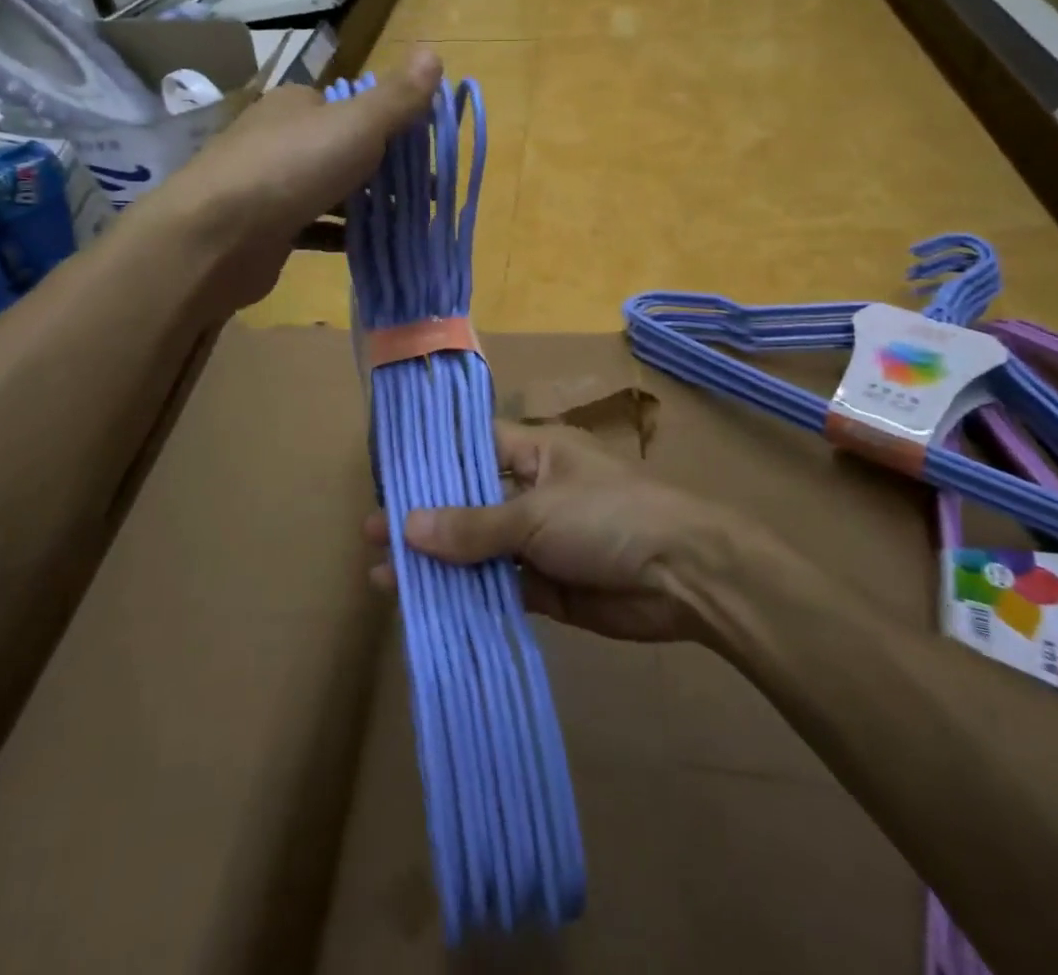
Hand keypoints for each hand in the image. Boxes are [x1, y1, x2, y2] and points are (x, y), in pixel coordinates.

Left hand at [165, 48, 441, 312]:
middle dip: (384, 170)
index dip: (391, 125)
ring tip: (409, 223)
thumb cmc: (292, 168)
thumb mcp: (356, 125)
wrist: (216, 236)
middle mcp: (279, 138)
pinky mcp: (264, 230)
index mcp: (297, 104)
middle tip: (426, 194)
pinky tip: (370, 247)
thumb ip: (397, 97)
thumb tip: (434, 52)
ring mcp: (269, 185)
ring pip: (329, 191)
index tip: (427, 152)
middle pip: (343, 150)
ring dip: (367, 205)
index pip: (351, 106)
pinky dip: (341, 236)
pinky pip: (314, 228)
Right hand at [364, 421, 737, 643]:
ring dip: (441, 565)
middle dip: (425, 521)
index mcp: (536, 454)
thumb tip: (407, 527)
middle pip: (470, 504)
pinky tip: (430, 609)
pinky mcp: (552, 587)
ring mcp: (542, 541)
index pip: (473, 448)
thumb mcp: (536, 513)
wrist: (685, 577)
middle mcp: (534, 492)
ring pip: (481, 551)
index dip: (432, 462)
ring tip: (387, 580)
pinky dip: (470, 598)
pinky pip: (502, 589)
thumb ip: (473, 526)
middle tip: (372, 537)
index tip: (388, 478)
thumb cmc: (608, 517)